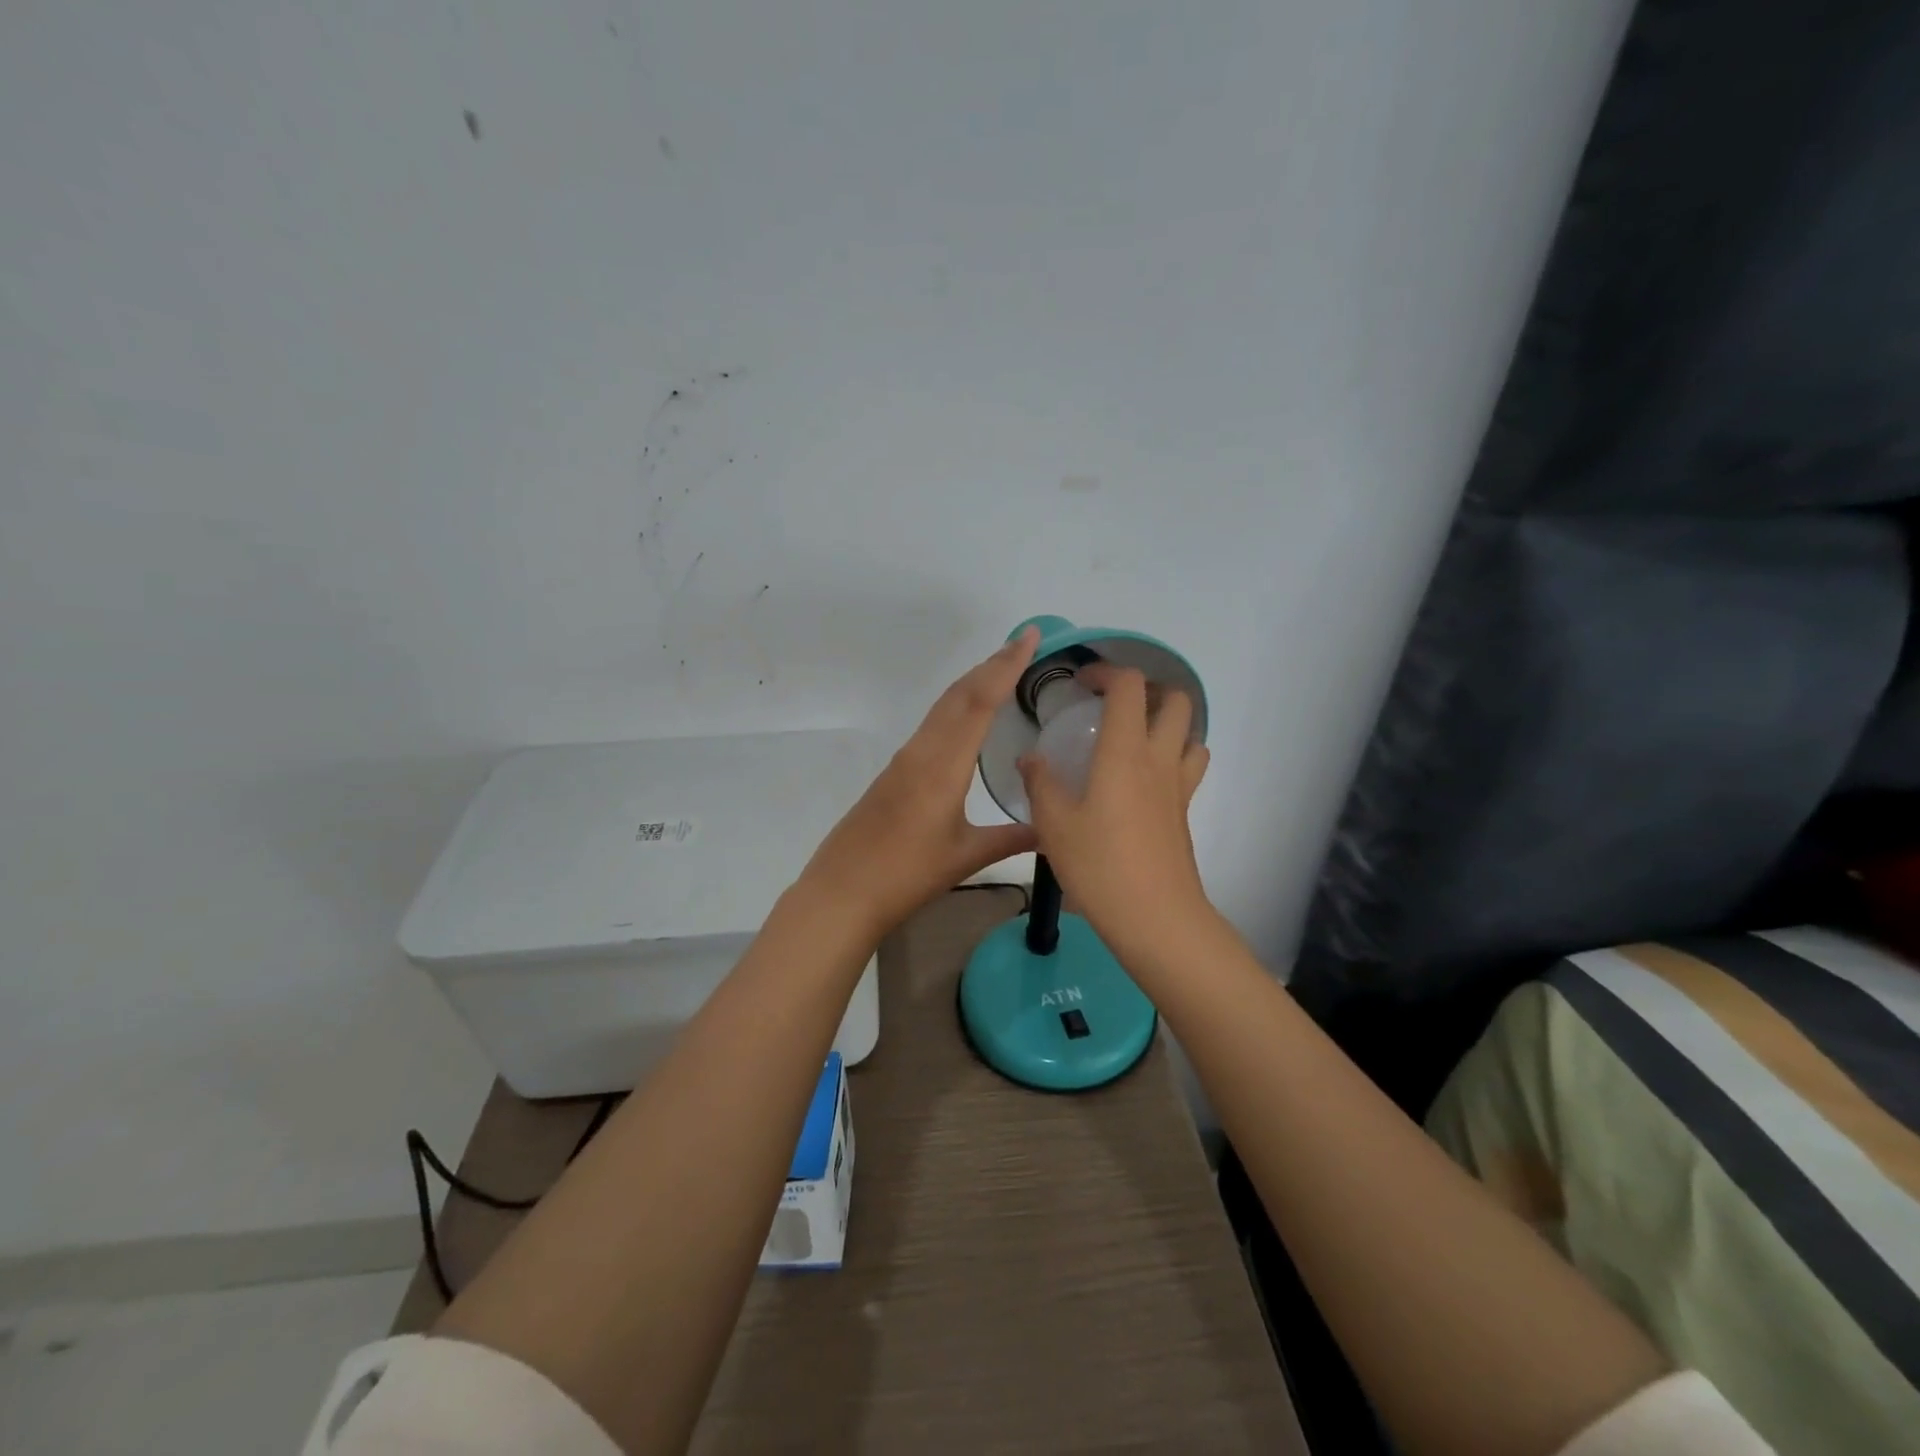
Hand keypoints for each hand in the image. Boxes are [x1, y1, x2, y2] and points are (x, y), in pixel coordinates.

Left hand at [796, 628, 1041, 939]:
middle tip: (1023, 643)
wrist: (843, 891)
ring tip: (1002, 669)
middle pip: (959, 694)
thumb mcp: (965, 856)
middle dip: (991, 664)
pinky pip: (932, 724)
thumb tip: (1052, 829)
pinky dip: (956, 706)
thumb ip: (1011, 838)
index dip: (1005, 666)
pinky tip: (967, 716)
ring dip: (973, 682)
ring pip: (943, 707)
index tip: (1028, 638)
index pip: (979, 702)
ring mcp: (904, 759)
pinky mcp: (894, 772)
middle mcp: (922, 750)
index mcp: (943, 765)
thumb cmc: (906, 874)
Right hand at [1018, 664, 1212, 961]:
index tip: (1082, 684)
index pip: (1130, 686)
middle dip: (1150, 690)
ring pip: (1192, 734)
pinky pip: (1189, 768)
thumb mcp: (1054, 824)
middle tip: (1115, 705)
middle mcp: (1159, 759)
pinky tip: (1142, 781)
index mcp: (1126, 752)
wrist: (1155, 918)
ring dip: (1168, 724)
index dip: (1108, 672)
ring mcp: (1178, 787)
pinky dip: (1173, 757)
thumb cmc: (1099, 865)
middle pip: (1178, 701)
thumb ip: (1040, 783)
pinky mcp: (1184, 813)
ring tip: (1134, 738)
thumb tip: (1030, 758)